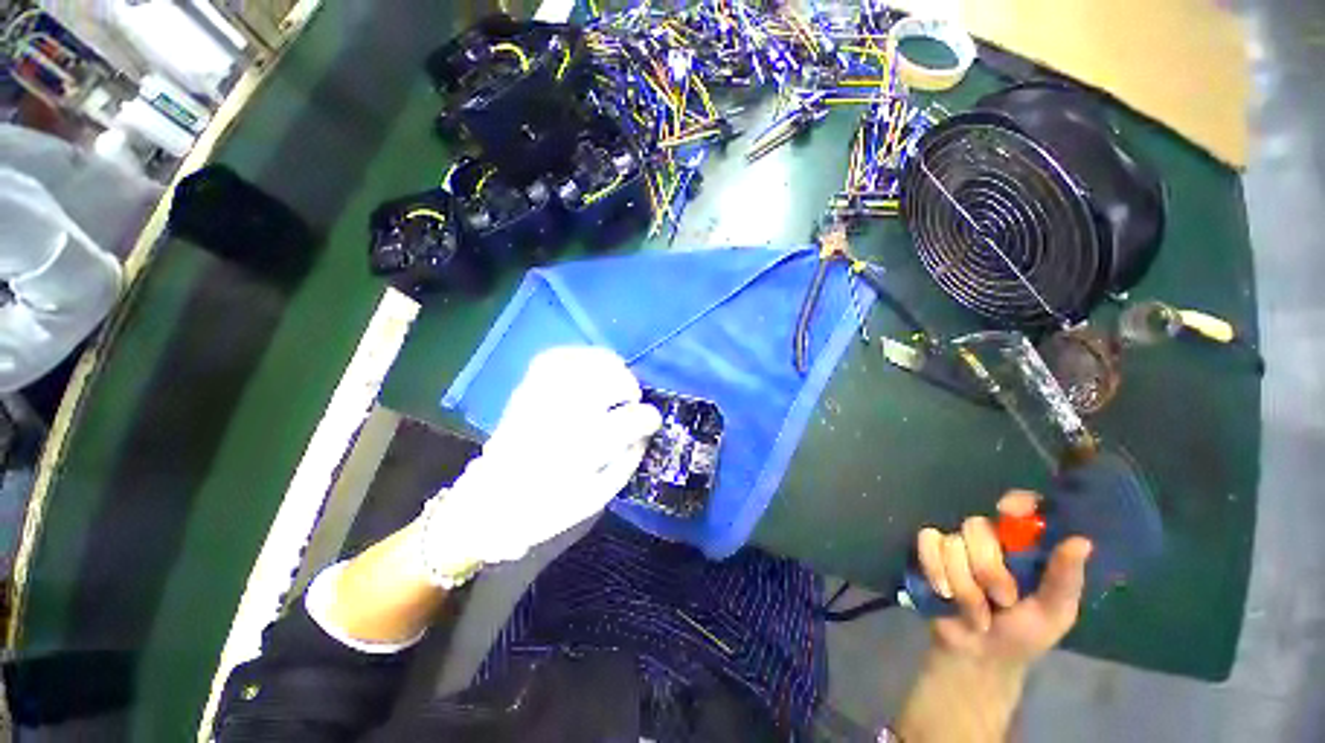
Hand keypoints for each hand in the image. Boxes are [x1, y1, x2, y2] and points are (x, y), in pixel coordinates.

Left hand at [419, 346, 661, 575]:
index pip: (629, 420)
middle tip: (629, 403)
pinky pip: (558, 357)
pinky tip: (589, 370)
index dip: (648, 417)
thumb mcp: (598, 495)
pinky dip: (580, 358)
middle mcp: (562, 415)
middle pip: (609, 380)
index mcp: (582, 450)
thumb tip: (646, 430)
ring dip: (609, 369)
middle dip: (629, 388)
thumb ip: (629, 459)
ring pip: (585, 362)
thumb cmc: (549, 506)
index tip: (652, 421)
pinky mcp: (527, 386)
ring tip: (614, 384)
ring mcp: (541, 396)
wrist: (491, 501)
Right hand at [915, 491, 1092, 669]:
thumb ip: (1064, 579)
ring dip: (963, 584)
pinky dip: (936, 571)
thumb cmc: (1023, 635)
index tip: (1010, 512)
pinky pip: (926, 543)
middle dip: (987, 570)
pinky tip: (944, 593)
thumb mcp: (1054, 613)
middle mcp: (989, 538)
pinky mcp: (929, 552)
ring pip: (951, 542)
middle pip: (976, 526)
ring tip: (975, 611)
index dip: (1014, 502)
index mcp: (1024, 547)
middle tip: (1001, 600)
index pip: (1021, 505)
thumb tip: (1082, 541)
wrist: (976, 655)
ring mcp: (956, 544)